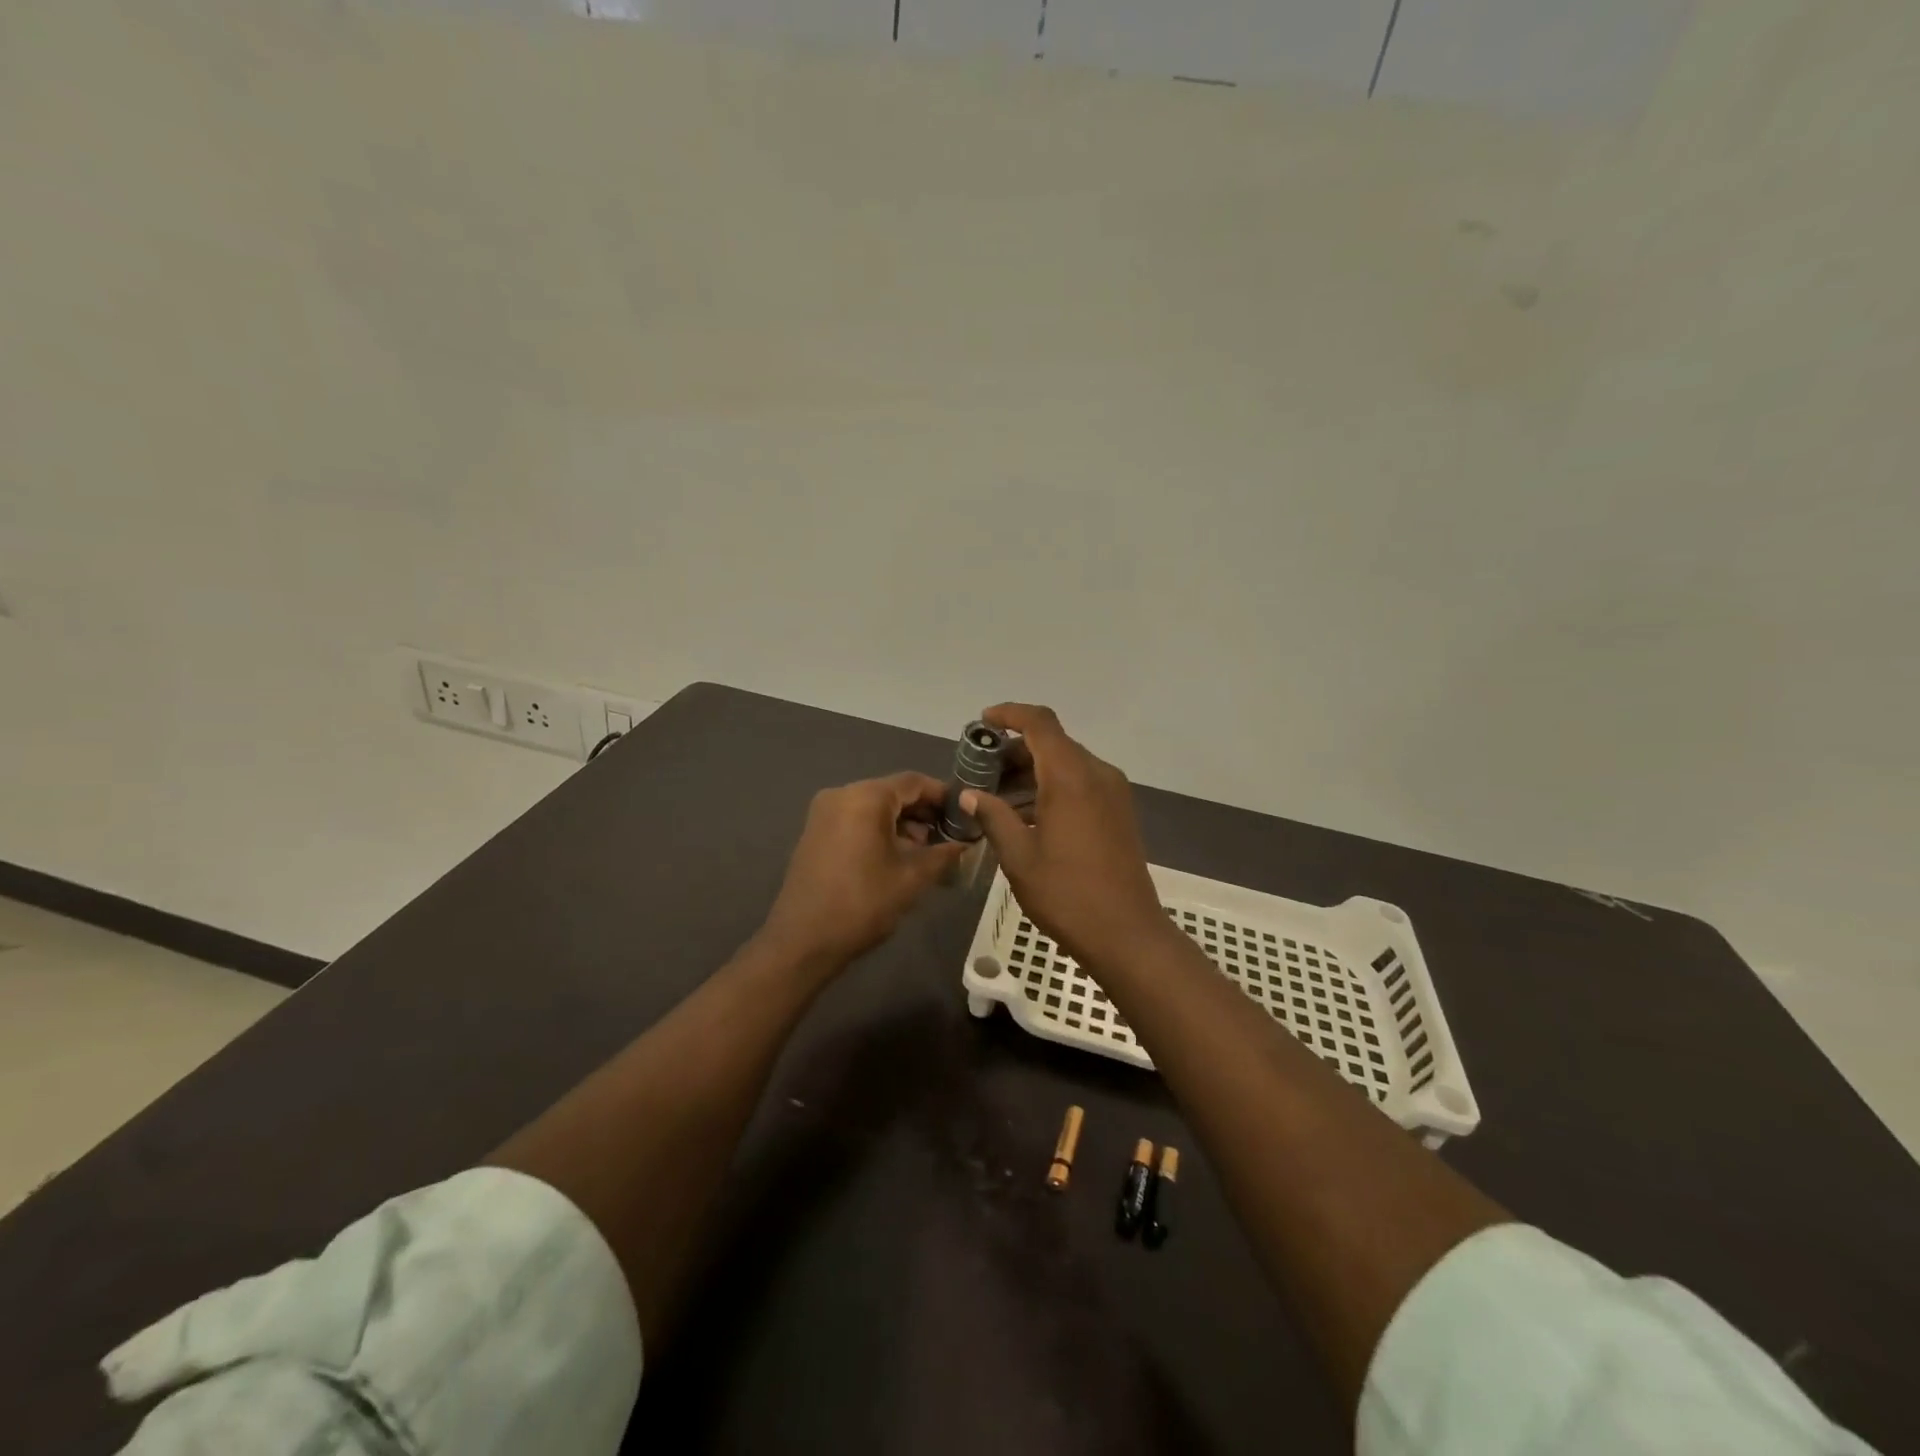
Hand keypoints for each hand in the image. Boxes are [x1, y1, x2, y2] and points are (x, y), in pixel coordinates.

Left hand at [761, 772, 968, 967]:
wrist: (803, 941)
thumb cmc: (863, 903)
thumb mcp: (912, 878)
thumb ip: (944, 854)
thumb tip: (966, 844)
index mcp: (866, 797)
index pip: (913, 782)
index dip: (943, 795)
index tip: (965, 813)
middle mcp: (841, 794)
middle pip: (892, 792)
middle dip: (923, 811)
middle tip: (950, 835)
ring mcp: (824, 813)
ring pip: (873, 807)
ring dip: (901, 823)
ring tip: (926, 851)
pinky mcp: (815, 832)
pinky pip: (855, 819)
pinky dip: (878, 830)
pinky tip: (896, 856)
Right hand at [961, 704, 1172, 970]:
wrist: (1127, 933)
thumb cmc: (1067, 894)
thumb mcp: (1019, 856)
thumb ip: (993, 816)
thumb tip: (970, 795)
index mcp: (1071, 777)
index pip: (1040, 723)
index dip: (1010, 714)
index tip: (982, 723)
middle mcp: (1097, 774)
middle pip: (1053, 743)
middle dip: (1015, 750)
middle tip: (981, 771)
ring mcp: (1113, 793)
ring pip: (1067, 764)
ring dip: (1032, 772)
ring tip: (997, 797)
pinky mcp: (1119, 812)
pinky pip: (1081, 784)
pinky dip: (1052, 787)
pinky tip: (1027, 815)